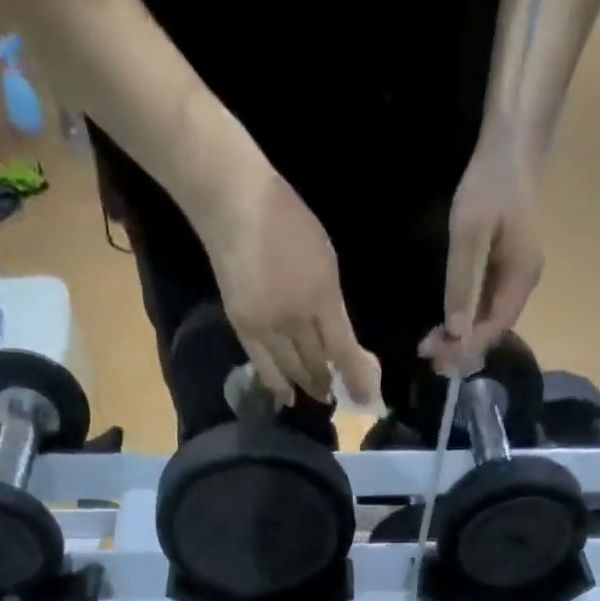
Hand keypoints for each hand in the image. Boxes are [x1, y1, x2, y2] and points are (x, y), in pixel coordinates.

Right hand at [194, 162, 380, 410]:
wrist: (232, 202)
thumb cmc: (286, 221)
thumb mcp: (325, 259)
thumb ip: (333, 306)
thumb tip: (341, 344)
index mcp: (321, 296)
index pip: (344, 351)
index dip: (357, 378)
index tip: (366, 398)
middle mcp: (295, 319)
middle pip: (317, 365)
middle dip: (332, 383)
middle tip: (341, 394)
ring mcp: (266, 327)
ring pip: (292, 372)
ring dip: (308, 387)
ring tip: (319, 394)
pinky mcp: (243, 328)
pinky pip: (264, 368)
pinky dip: (278, 386)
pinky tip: (287, 396)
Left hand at [421, 126, 544, 373]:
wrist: (511, 145)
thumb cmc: (490, 183)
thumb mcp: (470, 233)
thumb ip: (462, 283)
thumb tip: (456, 332)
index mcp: (520, 278)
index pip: (494, 329)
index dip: (465, 348)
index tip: (436, 357)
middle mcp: (522, 285)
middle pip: (492, 330)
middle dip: (461, 347)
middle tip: (428, 356)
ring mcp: (515, 278)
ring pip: (489, 321)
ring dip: (462, 337)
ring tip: (432, 346)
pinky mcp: (505, 270)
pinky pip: (486, 306)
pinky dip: (466, 320)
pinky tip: (446, 325)